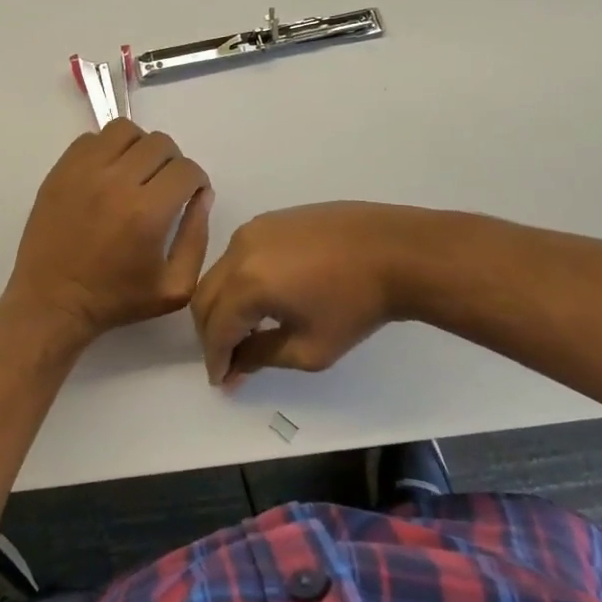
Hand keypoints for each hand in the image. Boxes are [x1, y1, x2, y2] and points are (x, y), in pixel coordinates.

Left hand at [6, 119, 213, 340]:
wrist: (52, 302)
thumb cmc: (116, 300)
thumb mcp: (175, 287)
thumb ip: (197, 238)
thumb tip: (202, 196)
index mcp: (147, 212)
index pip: (186, 169)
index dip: (195, 181)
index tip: (189, 195)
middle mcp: (116, 182)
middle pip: (160, 143)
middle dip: (172, 162)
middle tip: (164, 185)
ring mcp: (84, 171)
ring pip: (125, 131)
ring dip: (139, 147)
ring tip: (135, 172)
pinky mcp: (60, 170)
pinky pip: (91, 139)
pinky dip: (106, 149)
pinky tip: (107, 174)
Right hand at [191, 203, 412, 382]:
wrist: (395, 251)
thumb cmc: (356, 305)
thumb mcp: (310, 348)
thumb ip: (262, 357)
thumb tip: (235, 366)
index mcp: (247, 283)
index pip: (216, 327)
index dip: (215, 358)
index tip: (221, 381)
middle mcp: (239, 250)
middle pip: (206, 296)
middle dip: (211, 332)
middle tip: (227, 360)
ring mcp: (254, 229)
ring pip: (220, 273)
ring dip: (224, 305)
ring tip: (246, 331)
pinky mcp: (270, 220)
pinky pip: (239, 254)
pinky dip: (239, 281)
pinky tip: (264, 299)